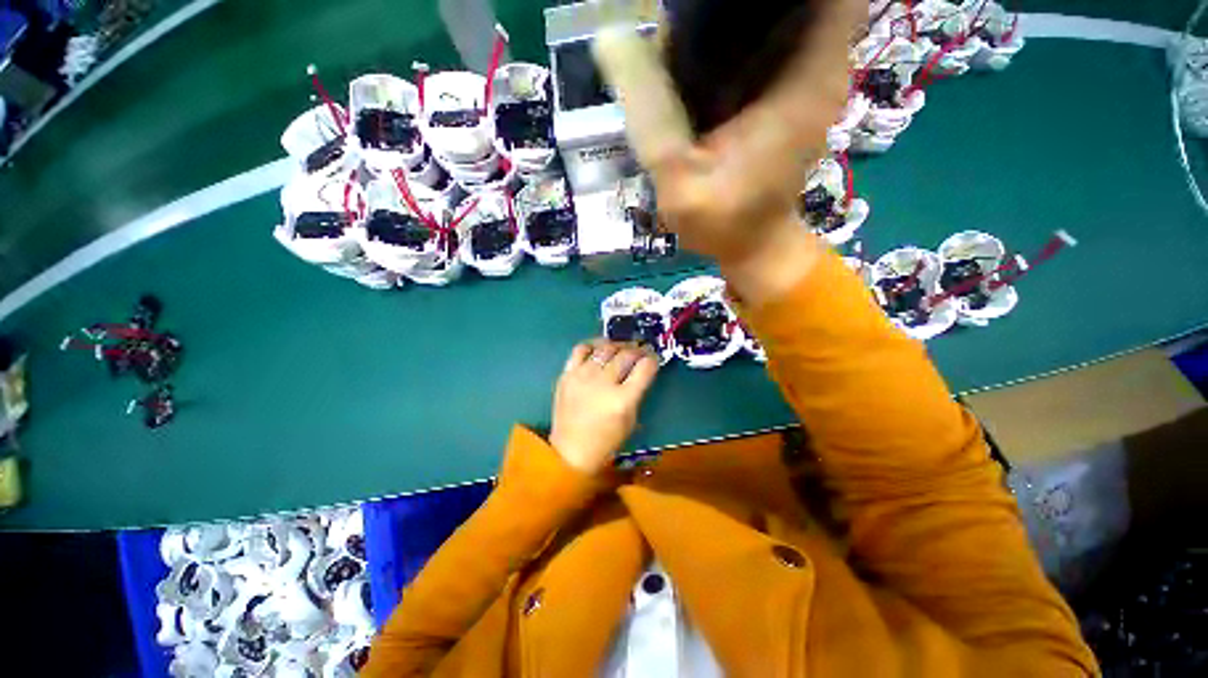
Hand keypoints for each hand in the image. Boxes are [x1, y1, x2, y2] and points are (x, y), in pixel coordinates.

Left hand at [548, 340, 660, 474]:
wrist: (571, 450)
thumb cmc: (606, 441)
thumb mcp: (631, 420)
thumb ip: (637, 392)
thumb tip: (641, 370)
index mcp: (622, 399)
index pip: (644, 368)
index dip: (652, 359)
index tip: (653, 358)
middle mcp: (603, 383)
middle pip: (626, 355)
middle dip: (638, 350)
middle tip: (641, 351)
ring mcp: (583, 376)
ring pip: (605, 348)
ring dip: (618, 345)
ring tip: (622, 348)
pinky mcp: (567, 374)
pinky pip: (581, 349)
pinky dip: (593, 345)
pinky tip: (600, 348)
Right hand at [594, 0, 863, 298]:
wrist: (751, 244)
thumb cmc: (721, 222)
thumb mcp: (676, 176)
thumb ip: (649, 112)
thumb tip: (609, 37)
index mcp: (804, 78)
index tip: (710, 5)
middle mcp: (820, 64)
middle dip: (743, 1)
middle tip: (686, 18)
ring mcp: (811, 76)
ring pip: (785, 11)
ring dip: (741, 12)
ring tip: (688, 35)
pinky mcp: (793, 90)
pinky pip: (775, 38)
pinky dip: (743, 35)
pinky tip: (704, 57)